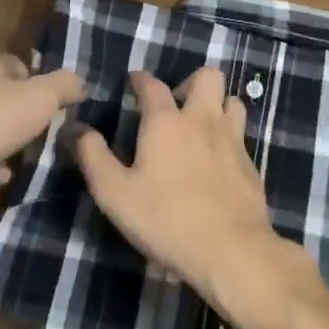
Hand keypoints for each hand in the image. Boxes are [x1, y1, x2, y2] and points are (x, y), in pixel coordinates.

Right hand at [71, 68, 291, 316]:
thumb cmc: (166, 220)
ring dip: (217, 105)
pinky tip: (218, 160)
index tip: (133, 82)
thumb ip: (93, 157)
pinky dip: (229, 137)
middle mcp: (202, 120)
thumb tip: (76, 129)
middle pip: (207, 77)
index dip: (141, 80)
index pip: (153, 85)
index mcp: (166, 121)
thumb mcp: (115, 193)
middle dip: (190, 83)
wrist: (232, 251)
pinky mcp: (252, 165)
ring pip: (232, 101)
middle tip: (175, 107)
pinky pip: (242, 135)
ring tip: (200, 127)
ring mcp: (232, 140)